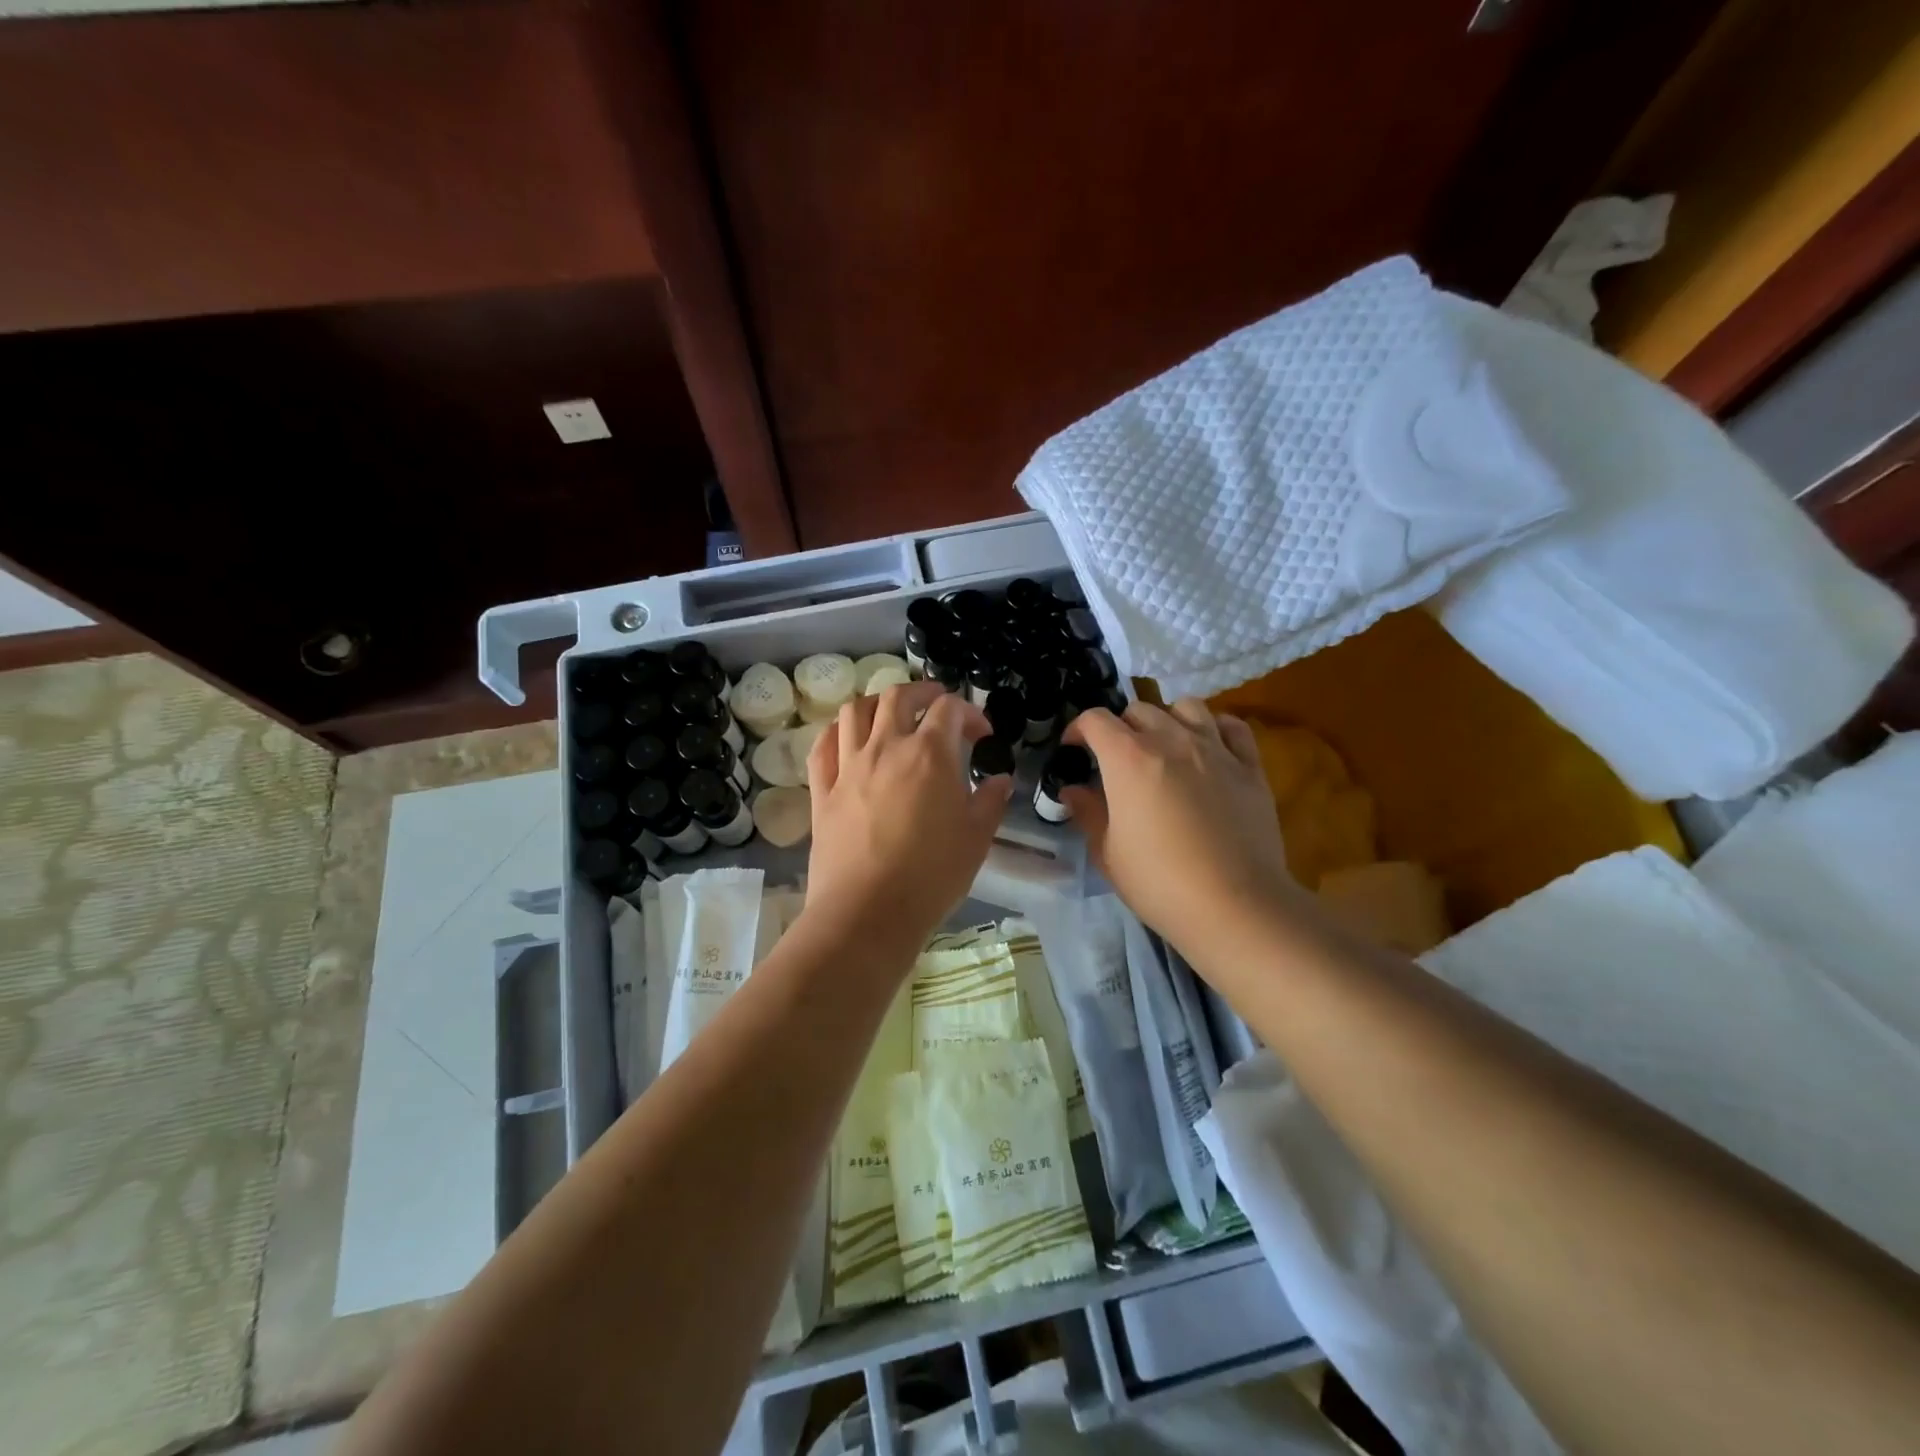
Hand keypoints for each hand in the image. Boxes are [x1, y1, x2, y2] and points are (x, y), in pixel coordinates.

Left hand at [800, 681, 1011, 963]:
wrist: (867, 911)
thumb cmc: (931, 875)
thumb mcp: (976, 838)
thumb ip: (990, 802)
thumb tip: (1000, 780)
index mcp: (929, 753)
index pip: (950, 709)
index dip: (969, 712)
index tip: (981, 734)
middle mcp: (886, 747)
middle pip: (897, 696)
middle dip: (921, 692)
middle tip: (935, 705)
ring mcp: (849, 766)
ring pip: (855, 711)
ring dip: (876, 703)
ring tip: (889, 714)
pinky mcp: (823, 790)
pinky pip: (823, 746)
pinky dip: (837, 732)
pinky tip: (847, 738)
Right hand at [1063, 700, 1291, 964]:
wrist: (1234, 905)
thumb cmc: (1159, 882)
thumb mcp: (1107, 852)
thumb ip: (1088, 813)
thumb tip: (1073, 790)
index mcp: (1128, 758)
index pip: (1095, 719)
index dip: (1078, 729)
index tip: (1073, 749)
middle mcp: (1171, 740)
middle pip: (1139, 709)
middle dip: (1121, 727)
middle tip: (1117, 758)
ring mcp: (1215, 749)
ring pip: (1187, 706)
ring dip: (1167, 718)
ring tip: (1164, 745)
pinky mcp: (1250, 766)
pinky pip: (1232, 727)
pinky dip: (1215, 728)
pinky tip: (1209, 747)